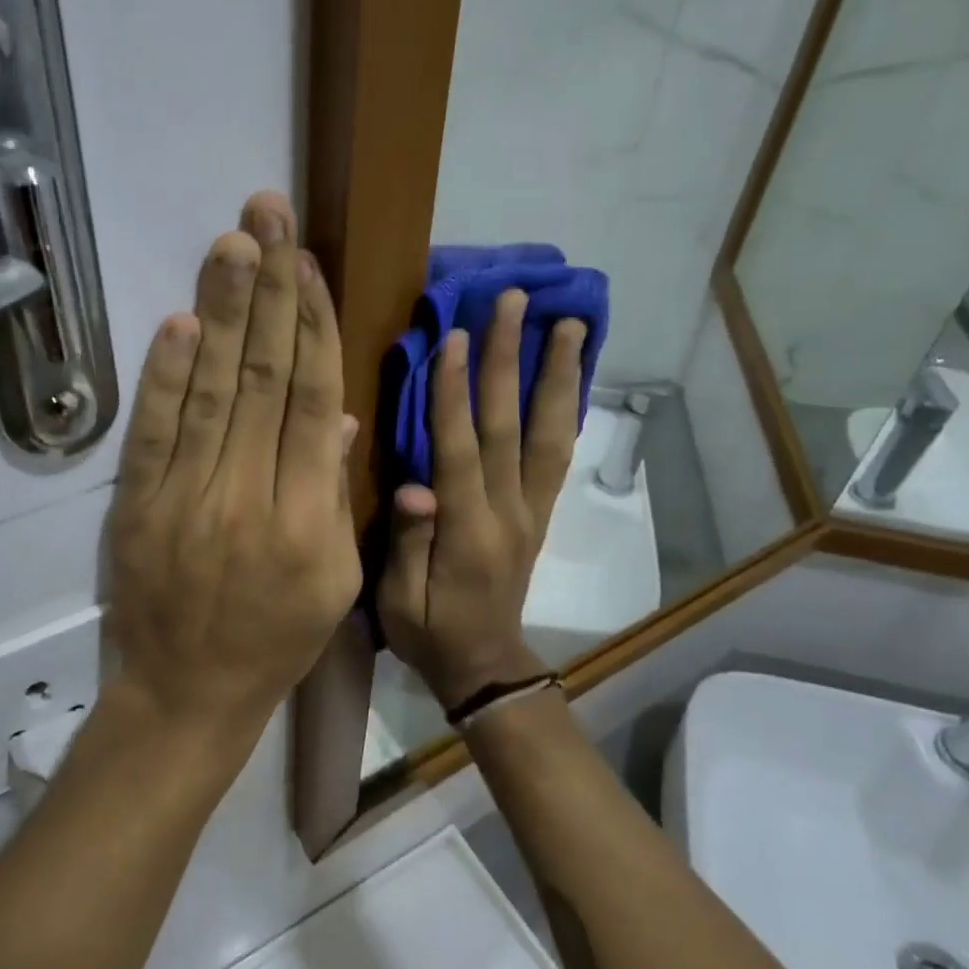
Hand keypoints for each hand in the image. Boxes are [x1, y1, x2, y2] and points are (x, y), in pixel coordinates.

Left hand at [104, 192, 361, 755]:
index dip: (312, 325)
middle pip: (264, 378)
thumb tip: (340, 414)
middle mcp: (250, 496)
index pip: (314, 400)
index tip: (307, 264)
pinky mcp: (137, 507)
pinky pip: (153, 433)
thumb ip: (336, 491)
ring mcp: (186, 498)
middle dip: (268, 290)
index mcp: (309, 517)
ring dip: (221, 312)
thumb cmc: (276, 640)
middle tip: (268, 213)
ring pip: (211, 390)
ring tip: (232, 243)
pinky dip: (164, 376)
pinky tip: (179, 321)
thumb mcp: (336, 579)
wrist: (187, 695)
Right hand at [379, 292, 585, 711]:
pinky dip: (565, 409)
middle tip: (515, 303)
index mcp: (468, 532)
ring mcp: (532, 510)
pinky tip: (569, 377)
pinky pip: (557, 454)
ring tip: (569, 324)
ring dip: (558, 376)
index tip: (454, 336)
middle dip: (511, 360)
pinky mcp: (540, 512)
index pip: (461, 450)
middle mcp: (509, 512)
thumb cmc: (430, 633)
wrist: (485, 666)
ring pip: (548, 433)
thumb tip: (413, 487)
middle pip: (511, 426)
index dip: (454, 393)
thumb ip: (408, 543)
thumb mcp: (399, 601)